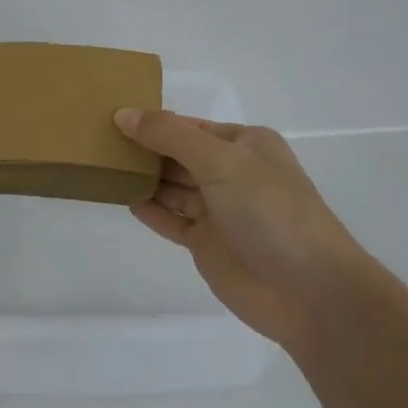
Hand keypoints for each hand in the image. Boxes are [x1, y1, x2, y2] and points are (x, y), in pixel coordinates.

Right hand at [115, 109, 364, 350]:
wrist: (310, 293)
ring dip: (142, 177)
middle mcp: (231, 173)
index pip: (188, 125)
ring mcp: (219, 210)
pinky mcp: (207, 244)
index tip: (111, 114)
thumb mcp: (220, 161)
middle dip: (143, 147)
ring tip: (100, 165)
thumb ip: (169, 136)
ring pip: (171, 186)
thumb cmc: (270, 211)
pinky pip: (171, 219)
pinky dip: (148, 208)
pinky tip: (121, 197)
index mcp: (244, 145)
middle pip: (177, 154)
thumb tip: (123, 114)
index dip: (153, 120)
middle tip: (96, 139)